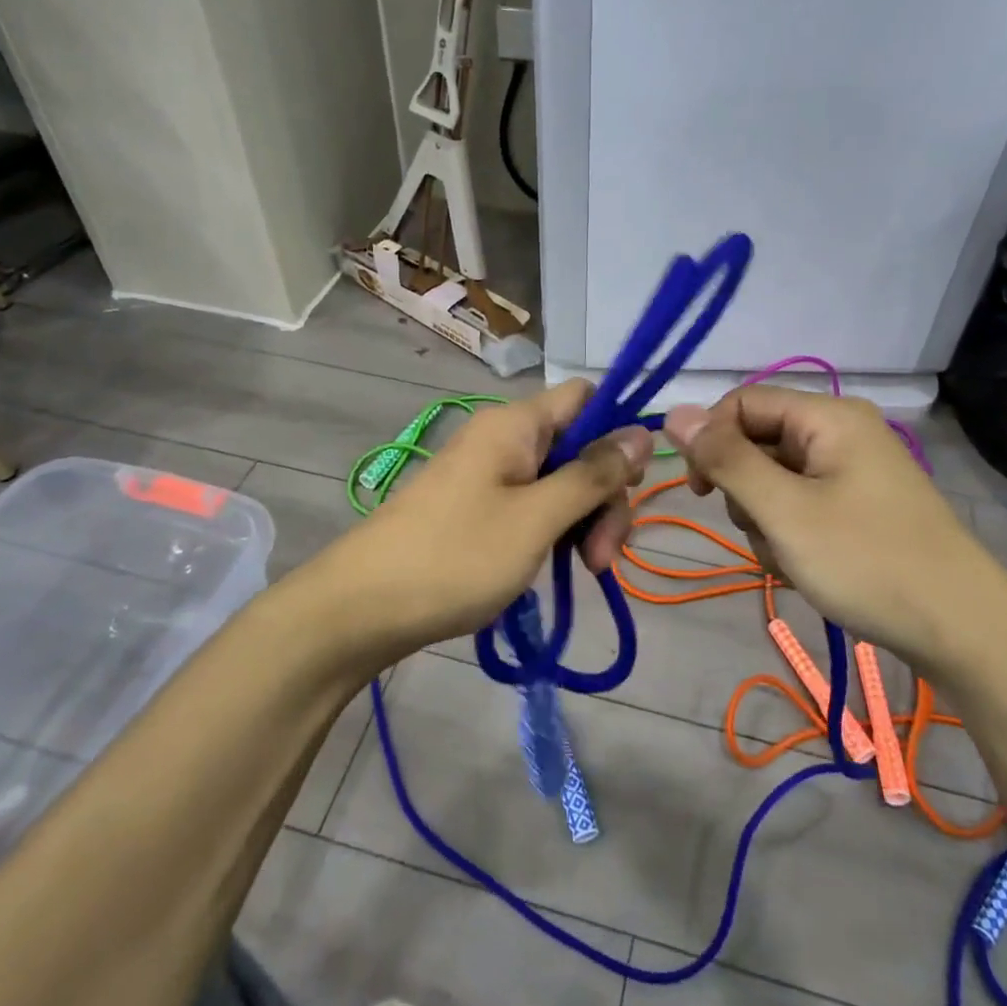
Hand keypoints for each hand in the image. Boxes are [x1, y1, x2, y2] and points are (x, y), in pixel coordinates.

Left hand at [316, 380, 651, 665]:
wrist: (362, 608)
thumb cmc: (456, 556)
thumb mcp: (538, 518)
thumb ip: (593, 475)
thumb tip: (644, 430)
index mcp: (516, 424)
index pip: (585, 397)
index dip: (617, 430)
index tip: (630, 484)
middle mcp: (504, 439)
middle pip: (578, 447)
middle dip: (602, 497)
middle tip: (604, 557)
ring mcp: (489, 475)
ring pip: (559, 483)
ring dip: (582, 522)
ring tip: (584, 572)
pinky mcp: (479, 508)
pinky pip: (533, 506)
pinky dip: (553, 533)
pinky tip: (557, 568)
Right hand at [663, 386, 1003, 668]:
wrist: (960, 630)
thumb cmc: (866, 561)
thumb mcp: (784, 510)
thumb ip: (726, 460)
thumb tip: (674, 413)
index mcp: (828, 417)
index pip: (742, 402)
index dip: (712, 440)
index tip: (702, 492)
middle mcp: (840, 433)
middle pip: (757, 443)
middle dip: (746, 493)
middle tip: (767, 533)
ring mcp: (851, 472)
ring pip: (773, 482)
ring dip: (766, 522)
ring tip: (793, 559)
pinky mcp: (857, 506)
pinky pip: (799, 506)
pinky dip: (790, 536)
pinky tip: (808, 569)